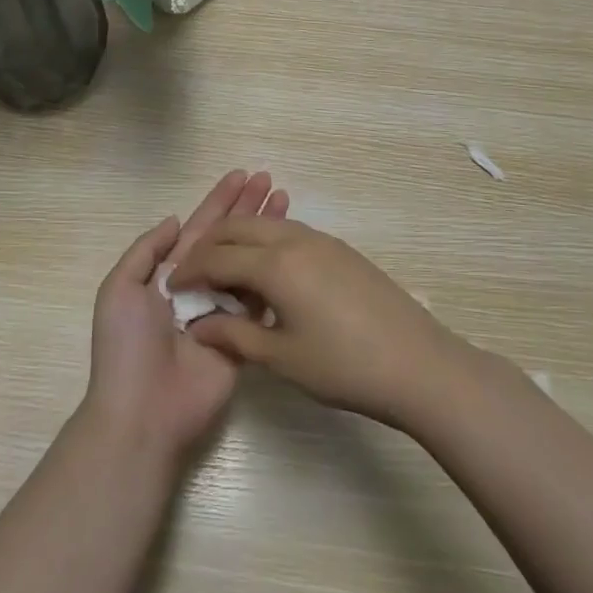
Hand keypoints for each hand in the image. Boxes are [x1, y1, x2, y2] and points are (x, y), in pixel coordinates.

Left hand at [82, 171, 288, 460]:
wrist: (143, 411)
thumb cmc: (127, 347)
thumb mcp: (120, 289)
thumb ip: (147, 250)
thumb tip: (176, 219)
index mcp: (167, 274)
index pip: (200, 228)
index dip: (220, 201)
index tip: (242, 175)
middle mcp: (198, 287)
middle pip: (229, 239)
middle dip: (247, 208)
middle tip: (270, 179)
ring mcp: (222, 312)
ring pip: (249, 263)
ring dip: (266, 234)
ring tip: (286, 202)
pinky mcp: (243, 337)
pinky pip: (260, 301)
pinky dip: (275, 275)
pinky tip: (293, 252)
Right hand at [174, 217, 466, 427]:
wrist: (418, 364)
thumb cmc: (344, 366)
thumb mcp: (282, 357)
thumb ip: (234, 335)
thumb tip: (198, 325)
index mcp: (276, 264)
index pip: (217, 256)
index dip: (191, 270)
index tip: (174, 288)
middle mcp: (295, 240)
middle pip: (239, 228)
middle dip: (210, 245)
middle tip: (194, 273)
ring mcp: (323, 241)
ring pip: (267, 226)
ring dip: (239, 240)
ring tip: (226, 271)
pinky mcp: (342, 250)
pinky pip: (291, 233)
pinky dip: (266, 243)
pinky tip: (267, 273)